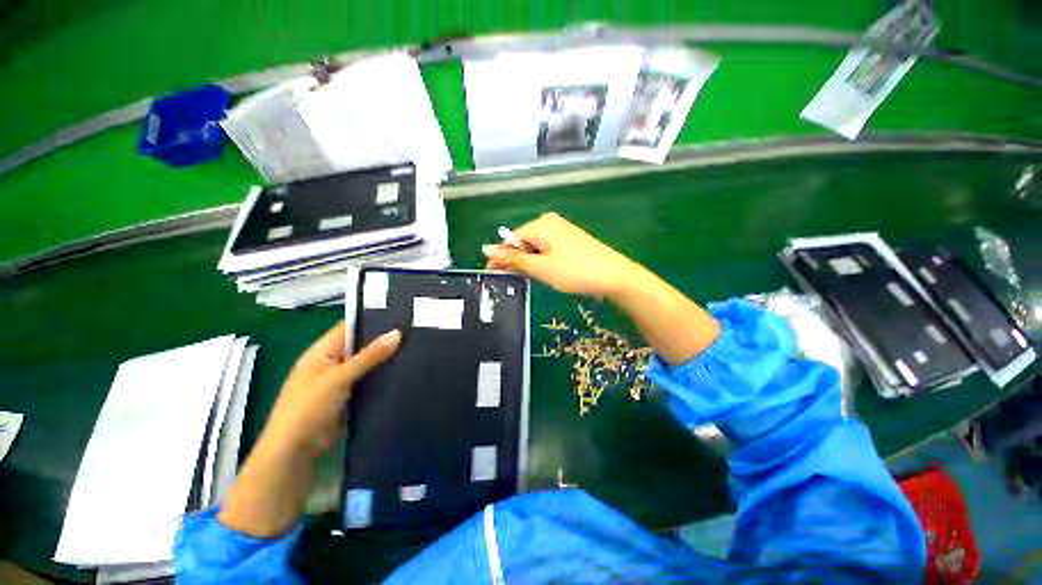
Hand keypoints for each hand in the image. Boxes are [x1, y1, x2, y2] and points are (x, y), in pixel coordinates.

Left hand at [260, 322, 400, 458]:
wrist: (295, 452)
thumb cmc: (309, 408)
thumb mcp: (339, 378)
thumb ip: (369, 356)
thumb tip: (397, 333)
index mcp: (322, 351)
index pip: (349, 327)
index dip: (372, 320)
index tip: (400, 316)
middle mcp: (331, 362)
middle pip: (361, 345)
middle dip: (383, 340)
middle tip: (413, 333)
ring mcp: (340, 381)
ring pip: (367, 364)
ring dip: (385, 359)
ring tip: (415, 349)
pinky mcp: (349, 397)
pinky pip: (369, 381)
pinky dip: (382, 377)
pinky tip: (404, 372)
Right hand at [482, 212, 642, 298]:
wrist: (613, 276)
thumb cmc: (573, 271)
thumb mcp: (539, 267)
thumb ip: (513, 258)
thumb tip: (486, 249)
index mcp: (540, 224)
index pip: (511, 239)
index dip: (501, 257)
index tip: (494, 274)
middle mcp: (550, 222)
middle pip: (523, 241)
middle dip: (516, 260)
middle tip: (514, 280)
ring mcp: (562, 230)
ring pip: (536, 247)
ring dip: (530, 262)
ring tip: (534, 278)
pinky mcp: (571, 239)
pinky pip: (548, 248)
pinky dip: (543, 260)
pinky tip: (547, 272)